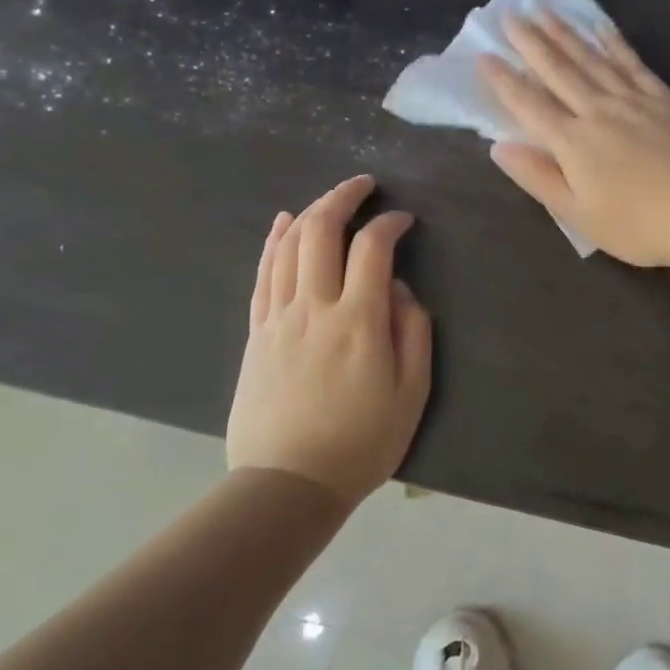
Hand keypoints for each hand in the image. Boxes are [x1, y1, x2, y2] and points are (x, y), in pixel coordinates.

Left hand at [225, 176, 431, 504]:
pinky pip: (262, 274)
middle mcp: (314, 308)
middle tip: (365, 185)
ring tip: (331, 198)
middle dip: (343, 197)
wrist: (288, 483)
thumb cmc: (362, 442)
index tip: (405, 221)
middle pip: (321, 232)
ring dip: (310, 212)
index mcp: (358, 321)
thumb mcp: (412, 392)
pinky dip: (273, 241)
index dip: (390, 224)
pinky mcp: (256, 333)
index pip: (372, 249)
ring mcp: (278, 318)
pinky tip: (282, 223)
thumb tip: (402, 289)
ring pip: (287, 246)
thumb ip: (414, 332)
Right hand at [477, 15, 669, 269]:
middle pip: (558, 71)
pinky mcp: (663, 98)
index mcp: (573, 143)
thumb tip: (499, 147)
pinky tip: (601, 27)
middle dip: (531, 43)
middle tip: (510, 15)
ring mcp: (633, 100)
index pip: (529, 105)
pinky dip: (614, 42)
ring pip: (592, 59)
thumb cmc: (638, 225)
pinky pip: (632, 63)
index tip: (484, 55)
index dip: (504, 81)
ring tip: (545, 10)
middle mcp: (598, 111)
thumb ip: (538, 178)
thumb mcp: (579, 215)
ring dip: (566, 33)